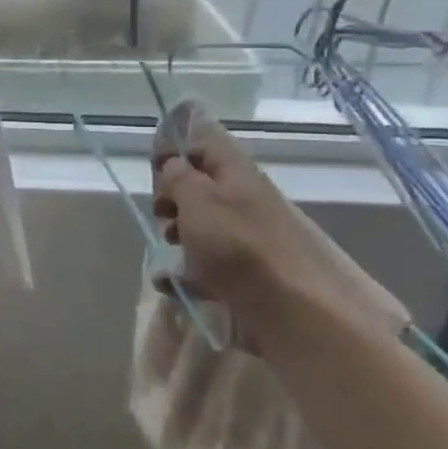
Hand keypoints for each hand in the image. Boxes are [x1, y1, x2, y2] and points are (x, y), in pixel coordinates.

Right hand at [151, 107, 345, 329]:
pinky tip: (173, 283)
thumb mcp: (197, 198)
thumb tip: (170, 163)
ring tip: (169, 250)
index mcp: (234, 170)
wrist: (293, 309)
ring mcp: (243, 235)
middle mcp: (241, 197)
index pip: (202, 139)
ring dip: (176, 234)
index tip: (154, 166)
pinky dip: (186, 271)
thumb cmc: (238, 245)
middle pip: (196, 185)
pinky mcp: (242, 271)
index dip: (174, 146)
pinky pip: (205, 262)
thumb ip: (178, 175)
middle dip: (170, 197)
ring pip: (198, 224)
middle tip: (162, 213)